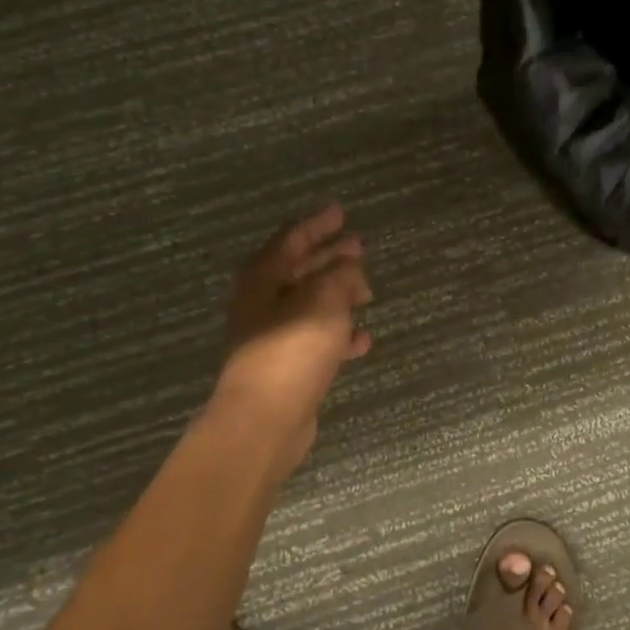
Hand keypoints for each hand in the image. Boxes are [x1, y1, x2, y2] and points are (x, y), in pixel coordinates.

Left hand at [210, 204, 371, 474]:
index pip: (293, 237)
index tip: (341, 211)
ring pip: (311, 304)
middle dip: (330, 257)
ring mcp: (272, 335)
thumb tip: (350, 267)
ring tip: (367, 291)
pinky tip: (362, 339)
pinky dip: (339, 334)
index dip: (319, 223)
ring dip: (338, 295)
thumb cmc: (292, 348)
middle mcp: (262, 301)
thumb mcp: (324, 299)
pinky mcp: (285, 365)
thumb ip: (341, 275)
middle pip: (301, 269)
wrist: (265, 418)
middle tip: (359, 246)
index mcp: (263, 276)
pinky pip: (317, 338)